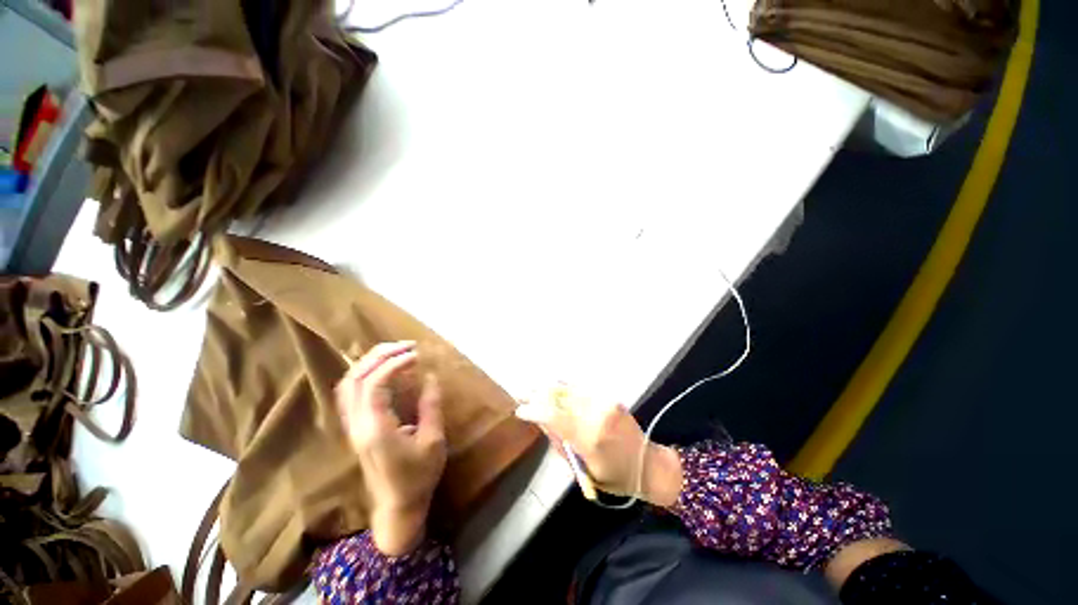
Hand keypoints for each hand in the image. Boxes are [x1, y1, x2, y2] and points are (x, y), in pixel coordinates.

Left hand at [336, 341, 446, 555]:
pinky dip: (364, 374)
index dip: (394, 364)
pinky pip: (350, 393)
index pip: (374, 384)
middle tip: (407, 346)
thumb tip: (431, 376)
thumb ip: (431, 406)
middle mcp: (357, 424)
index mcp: (376, 428)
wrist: (397, 507)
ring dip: (369, 362)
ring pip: (348, 384)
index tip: (417, 356)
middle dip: (380, 356)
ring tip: (396, 352)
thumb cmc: (418, 476)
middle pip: (355, 379)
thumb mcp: (433, 441)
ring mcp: (352, 426)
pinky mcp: (355, 428)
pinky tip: (383, 369)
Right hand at [515, 387, 681, 506]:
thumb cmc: (613, 476)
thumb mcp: (581, 467)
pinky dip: (565, 387)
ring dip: (549, 387)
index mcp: (589, 437)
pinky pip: (582, 389)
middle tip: (522, 394)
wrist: (646, 464)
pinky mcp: (610, 397)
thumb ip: (559, 441)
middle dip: (538, 394)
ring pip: (570, 388)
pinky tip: (554, 387)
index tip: (519, 410)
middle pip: (559, 396)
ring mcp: (605, 402)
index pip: (553, 415)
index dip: (533, 410)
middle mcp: (596, 413)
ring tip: (534, 388)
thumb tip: (540, 420)